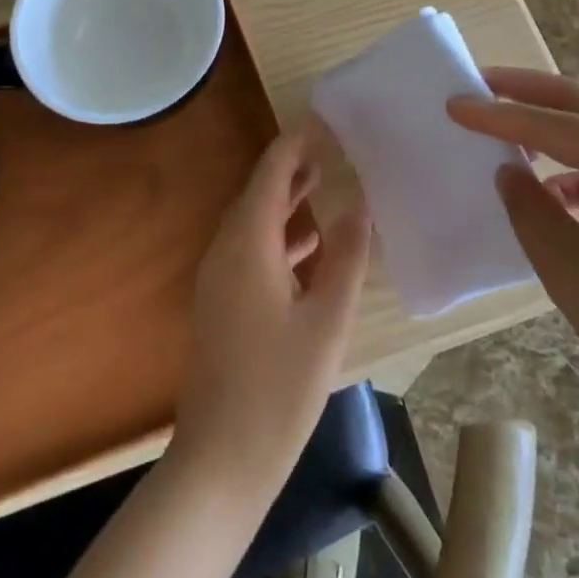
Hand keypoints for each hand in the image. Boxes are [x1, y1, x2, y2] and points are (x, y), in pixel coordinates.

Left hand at [173, 125, 371, 493]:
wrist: (222, 458)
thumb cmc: (280, 387)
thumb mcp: (327, 320)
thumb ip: (345, 257)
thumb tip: (360, 205)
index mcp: (247, 243)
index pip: (270, 173)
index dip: (295, 143)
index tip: (323, 119)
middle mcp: (225, 249)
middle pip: (259, 192)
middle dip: (292, 166)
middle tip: (330, 144)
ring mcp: (219, 277)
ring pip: (254, 221)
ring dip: (286, 200)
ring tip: (324, 180)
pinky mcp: (222, 301)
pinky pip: (250, 249)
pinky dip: (280, 234)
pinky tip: (309, 245)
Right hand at [448, 69, 578, 438]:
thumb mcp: (564, 263)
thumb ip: (527, 205)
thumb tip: (511, 172)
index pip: (549, 122)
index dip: (496, 114)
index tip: (453, 103)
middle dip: (530, 91)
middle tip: (483, 84)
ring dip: (559, 125)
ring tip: (516, 137)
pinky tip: (563, 193)